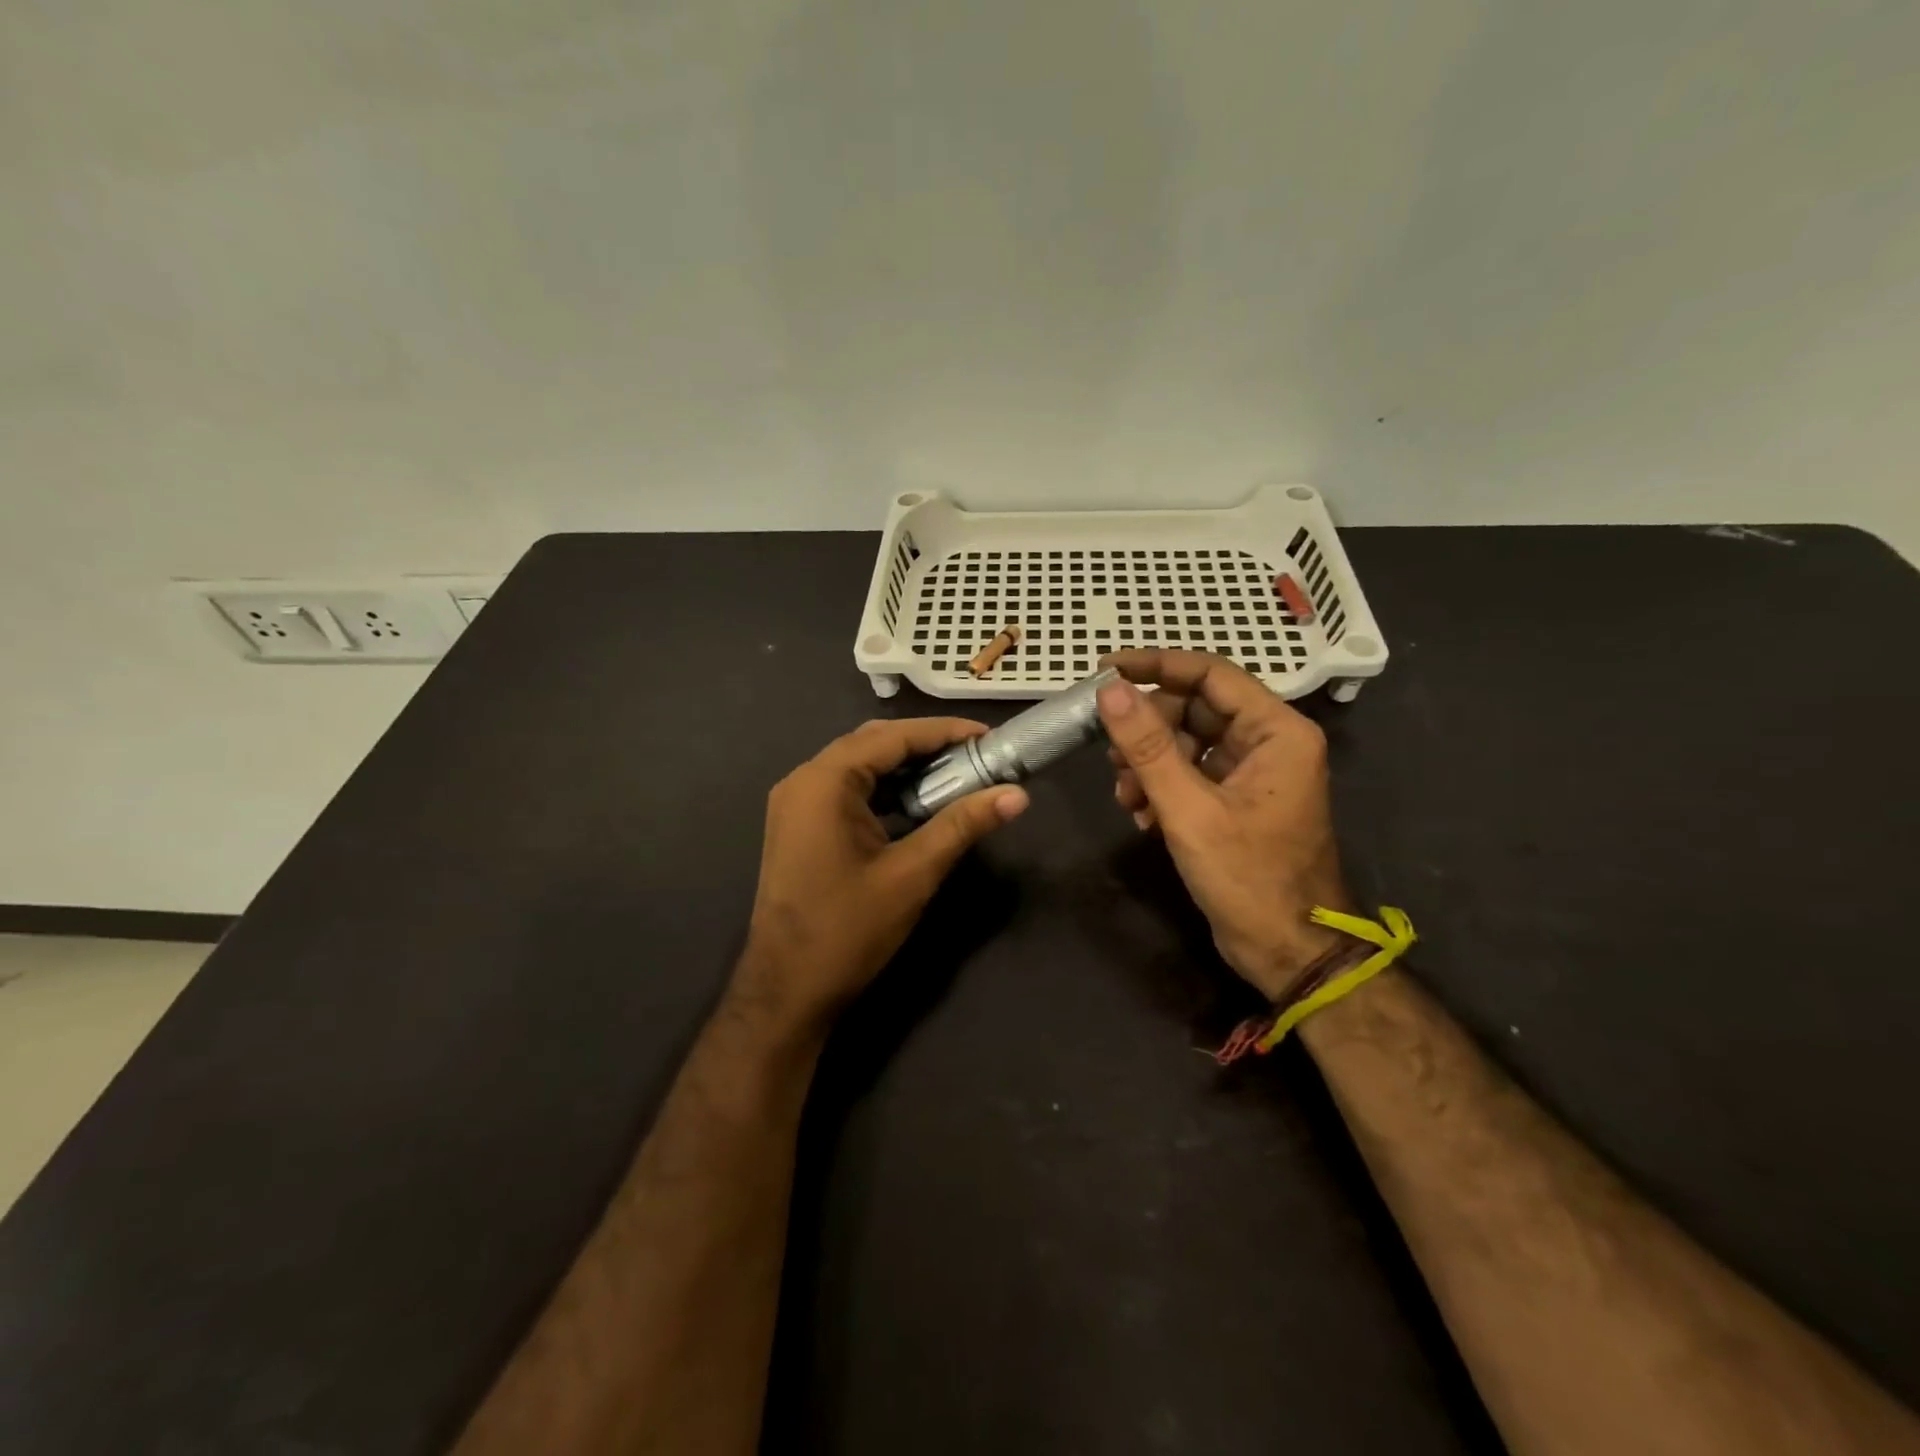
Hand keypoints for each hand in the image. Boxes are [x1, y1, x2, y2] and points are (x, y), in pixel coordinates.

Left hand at [734, 718, 1028, 1030]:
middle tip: (977, 755)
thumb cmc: (848, 930)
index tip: (989, 735)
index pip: (892, 737)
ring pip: (859, 766)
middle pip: (873, 744)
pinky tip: (917, 803)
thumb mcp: (913, 874)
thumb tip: (1017, 795)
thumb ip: (962, 825)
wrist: (786, 991)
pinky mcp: (799, 826)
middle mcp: (803, 780)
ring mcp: (796, 804)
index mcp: (824, 781)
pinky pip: (846, 791)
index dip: (944, 732)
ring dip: (905, 768)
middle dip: (926, 746)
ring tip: (956, 774)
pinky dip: (884, 790)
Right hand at [1098, 650, 1350, 999]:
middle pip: (1195, 708)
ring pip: (1188, 743)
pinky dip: (1162, 788)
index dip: (1155, 666)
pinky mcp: (1237, 801)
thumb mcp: (1189, 809)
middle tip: (1110, 754)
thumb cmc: (1248, 877)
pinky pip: (1192, 774)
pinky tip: (1141, 817)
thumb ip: (1148, 746)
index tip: (1104, 670)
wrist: (1287, 952)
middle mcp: (1269, 742)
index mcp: (1276, 731)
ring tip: (1125, 796)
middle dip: (1148, 730)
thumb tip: (1109, 691)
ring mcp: (1253, 773)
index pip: (1209, 673)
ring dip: (1149, 764)